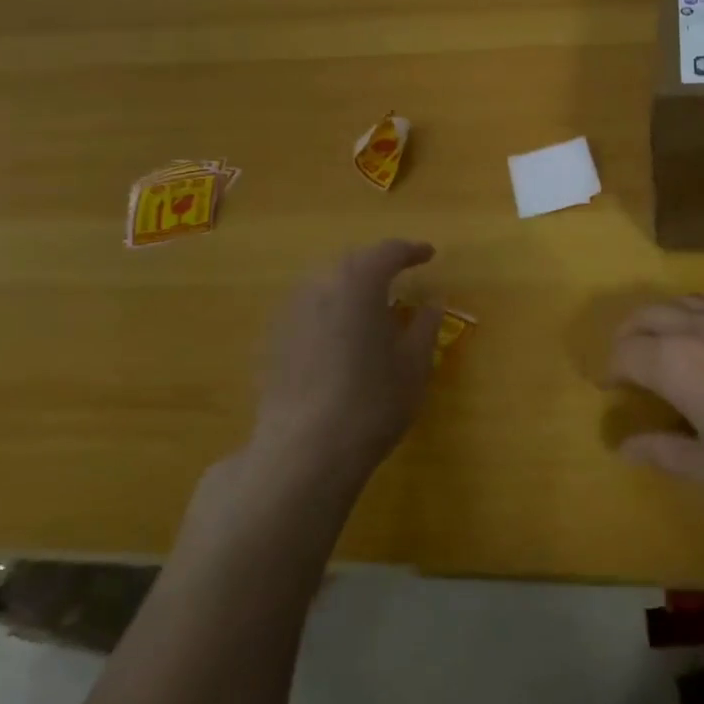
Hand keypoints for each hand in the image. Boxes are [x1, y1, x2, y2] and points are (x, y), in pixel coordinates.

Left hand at [246, 239, 443, 490]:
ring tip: (369, 310)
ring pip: (324, 286)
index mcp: (359, 284)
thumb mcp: (414, 365)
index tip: (429, 255)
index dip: (411, 251)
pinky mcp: (272, 342)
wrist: (304, 452)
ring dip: (349, 289)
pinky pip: (306, 312)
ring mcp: (289, 314)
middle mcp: (319, 288)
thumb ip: (425, 326)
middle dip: (377, 266)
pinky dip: (328, 314)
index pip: (387, 252)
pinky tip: (338, 340)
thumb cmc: (372, 402)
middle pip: (351, 264)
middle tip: (400, 279)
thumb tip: (432, 302)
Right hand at [607, 295, 703, 525]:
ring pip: (688, 303)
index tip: (612, 390)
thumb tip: (625, 446)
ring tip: (667, 349)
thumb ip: (665, 451)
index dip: (612, 370)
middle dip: (629, 335)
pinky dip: (703, 323)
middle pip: (649, 314)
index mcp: (677, 363)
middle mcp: (703, 330)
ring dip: (665, 320)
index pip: (626, 352)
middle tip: (628, 364)